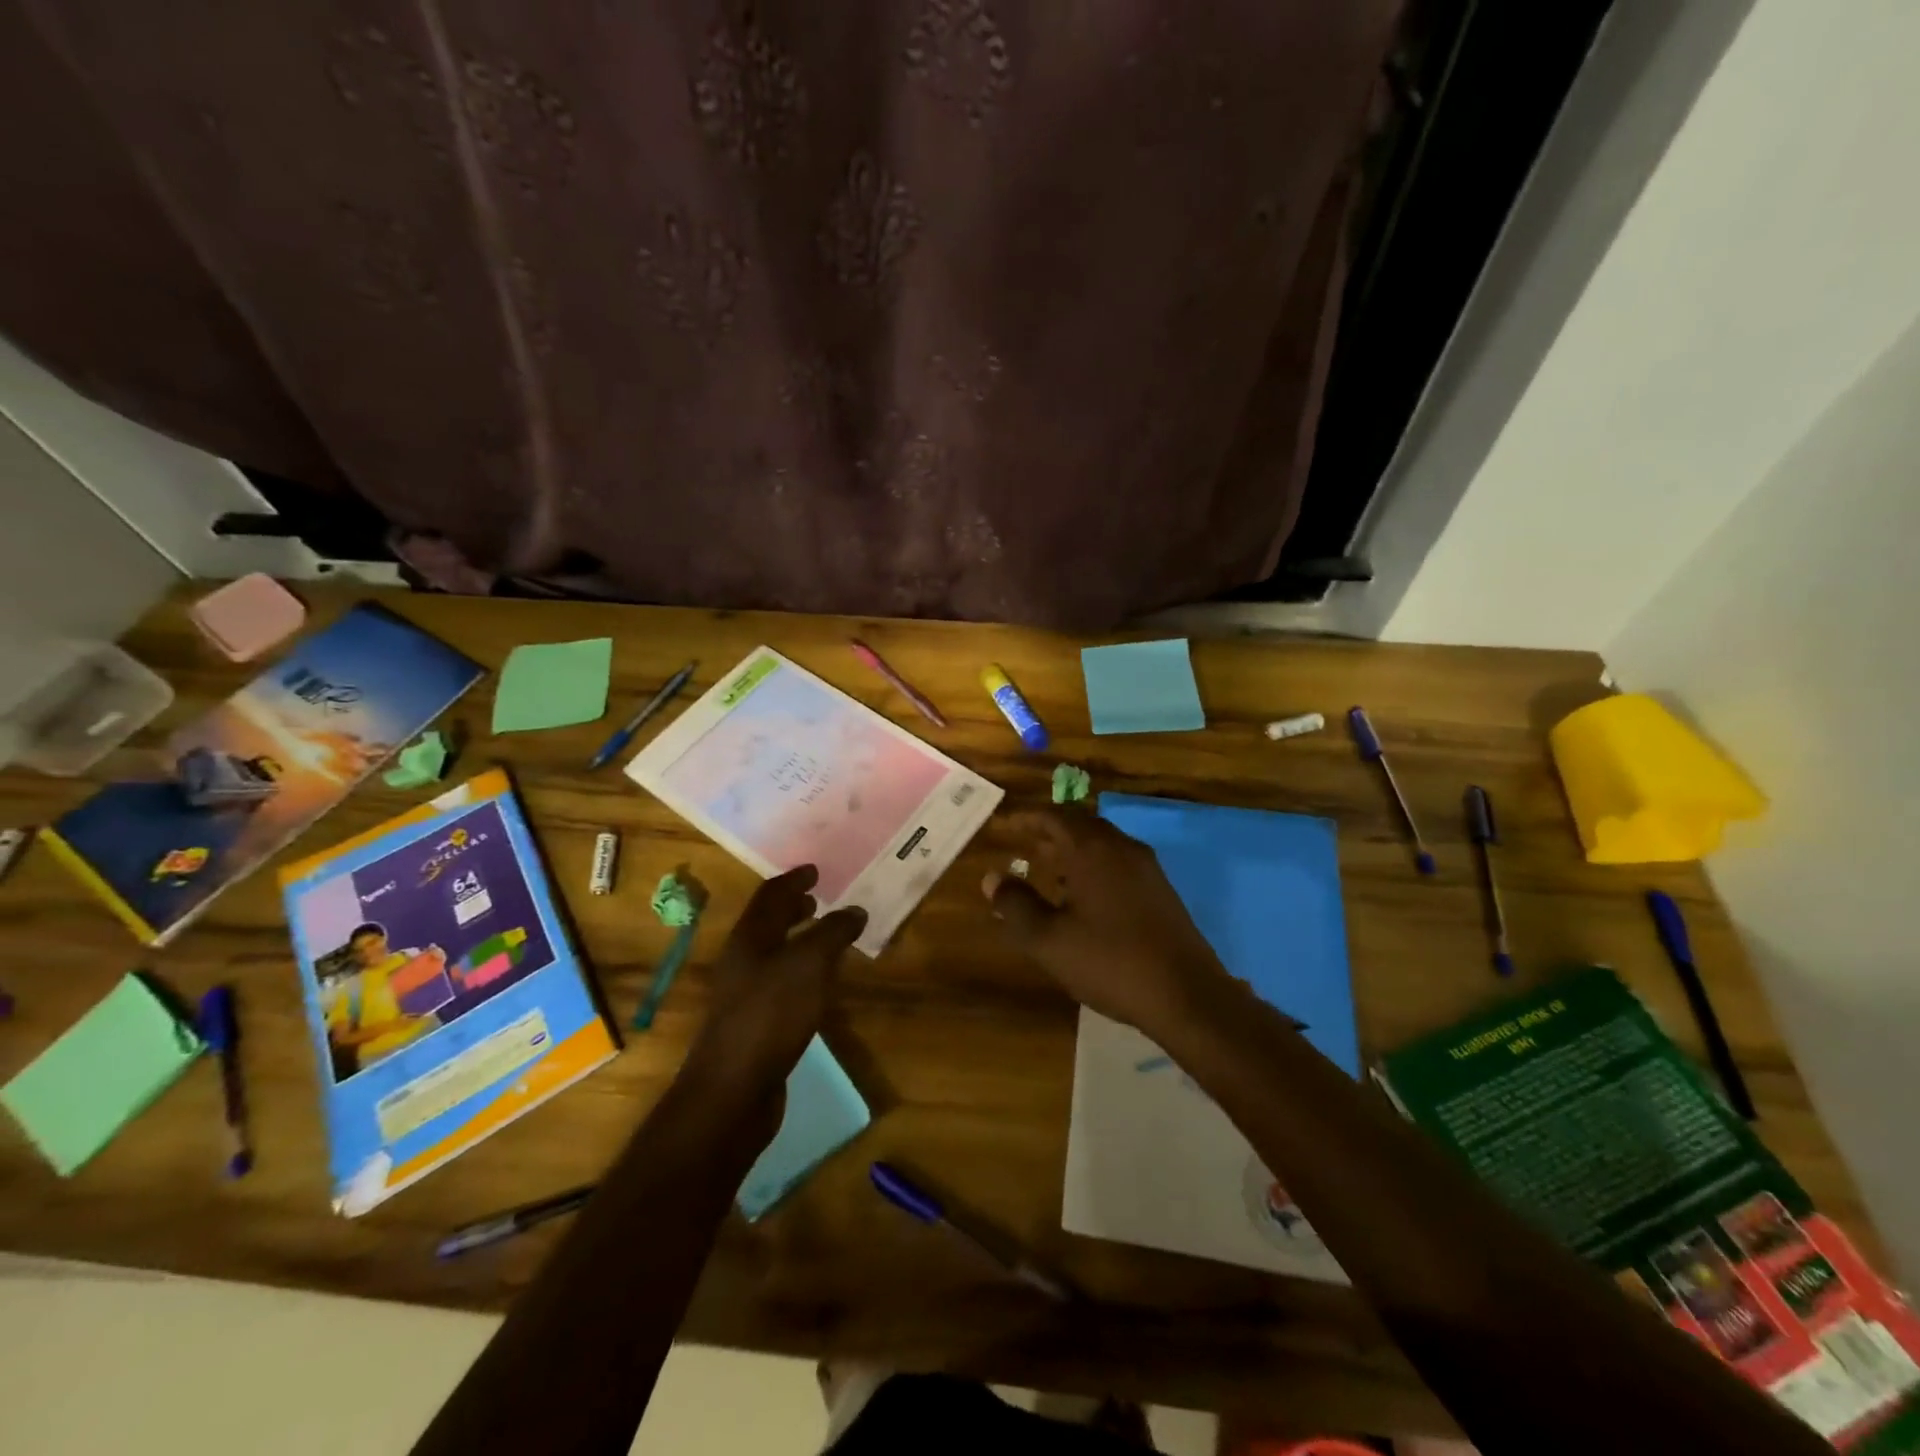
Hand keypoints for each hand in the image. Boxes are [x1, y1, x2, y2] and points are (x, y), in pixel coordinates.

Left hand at [685, 866, 866, 1097]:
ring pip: (774, 954)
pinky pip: (781, 983)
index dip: (793, 879)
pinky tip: (819, 985)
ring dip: (799, 940)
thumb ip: (833, 933)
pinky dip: (801, 971)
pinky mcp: (755, 1024)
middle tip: (820, 898)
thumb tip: (854, 910)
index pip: (771, 895)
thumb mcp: (809, 965)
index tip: (815, 869)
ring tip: (827, 937)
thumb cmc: (770, 1015)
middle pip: (768, 923)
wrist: (733, 1091)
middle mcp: (743, 960)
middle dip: (793, 908)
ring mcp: (745, 994)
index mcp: (750, 937)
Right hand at [983, 807, 1235, 1035]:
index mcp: (1092, 850)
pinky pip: (1117, 863)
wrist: (1187, 996)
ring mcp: (1146, 868)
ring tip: (1046, 867)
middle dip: (1048, 831)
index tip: (1003, 825)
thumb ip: (1016, 906)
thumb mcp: (1049, 940)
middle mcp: (1121, 848)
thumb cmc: (1110, 962)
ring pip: (1101, 844)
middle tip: (1022, 843)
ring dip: (1071, 849)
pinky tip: (1083, 896)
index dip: (1024, 818)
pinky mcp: (1160, 890)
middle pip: (1079, 825)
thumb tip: (992, 878)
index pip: (1052, 817)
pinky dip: (1092, 866)